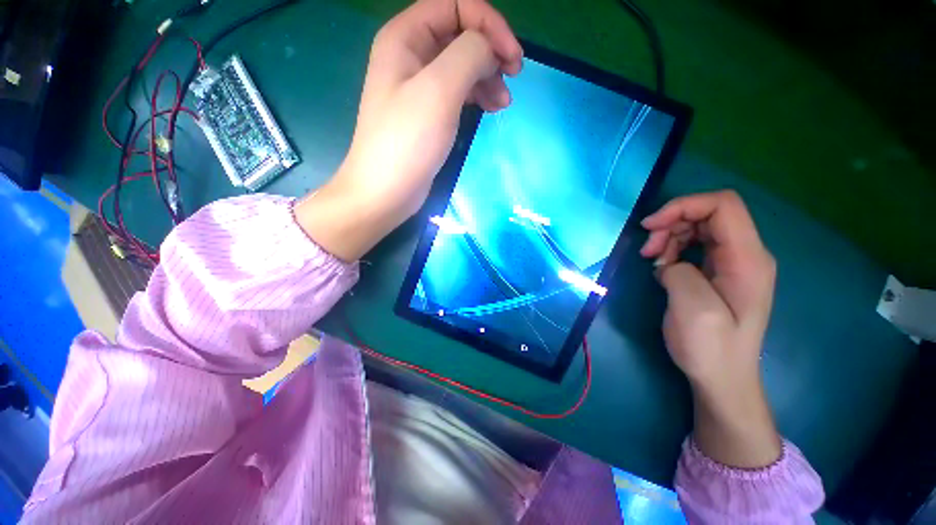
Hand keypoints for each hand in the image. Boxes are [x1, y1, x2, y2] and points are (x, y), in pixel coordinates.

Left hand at [296, 0, 522, 261]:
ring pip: (462, 65)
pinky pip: (458, 91)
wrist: (386, 191)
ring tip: (503, 102)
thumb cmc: (408, 142)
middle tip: (512, 77)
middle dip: (491, 50)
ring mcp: (420, 86)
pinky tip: (491, 109)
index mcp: (405, 37)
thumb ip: (469, 54)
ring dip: (488, 76)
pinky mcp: (429, 113)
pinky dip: (478, 95)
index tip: (512, 58)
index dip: (489, 24)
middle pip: (461, 34)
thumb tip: (490, 48)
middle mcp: (411, 55)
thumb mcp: (439, 90)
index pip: (455, 5)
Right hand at [641, 190, 781, 467]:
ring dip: (669, 237)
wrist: (723, 379)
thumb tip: (669, 262)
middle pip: (709, 213)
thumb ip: (680, 272)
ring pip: (700, 227)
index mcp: (748, 259)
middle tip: (647, 250)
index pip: (723, 205)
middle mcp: (747, 254)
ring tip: (652, 261)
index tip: (650, 226)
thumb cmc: (711, 348)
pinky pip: (696, 245)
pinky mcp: (720, 272)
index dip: (683, 206)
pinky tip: (662, 268)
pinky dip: (673, 249)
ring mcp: (734, 263)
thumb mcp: (693, 309)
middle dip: (672, 223)